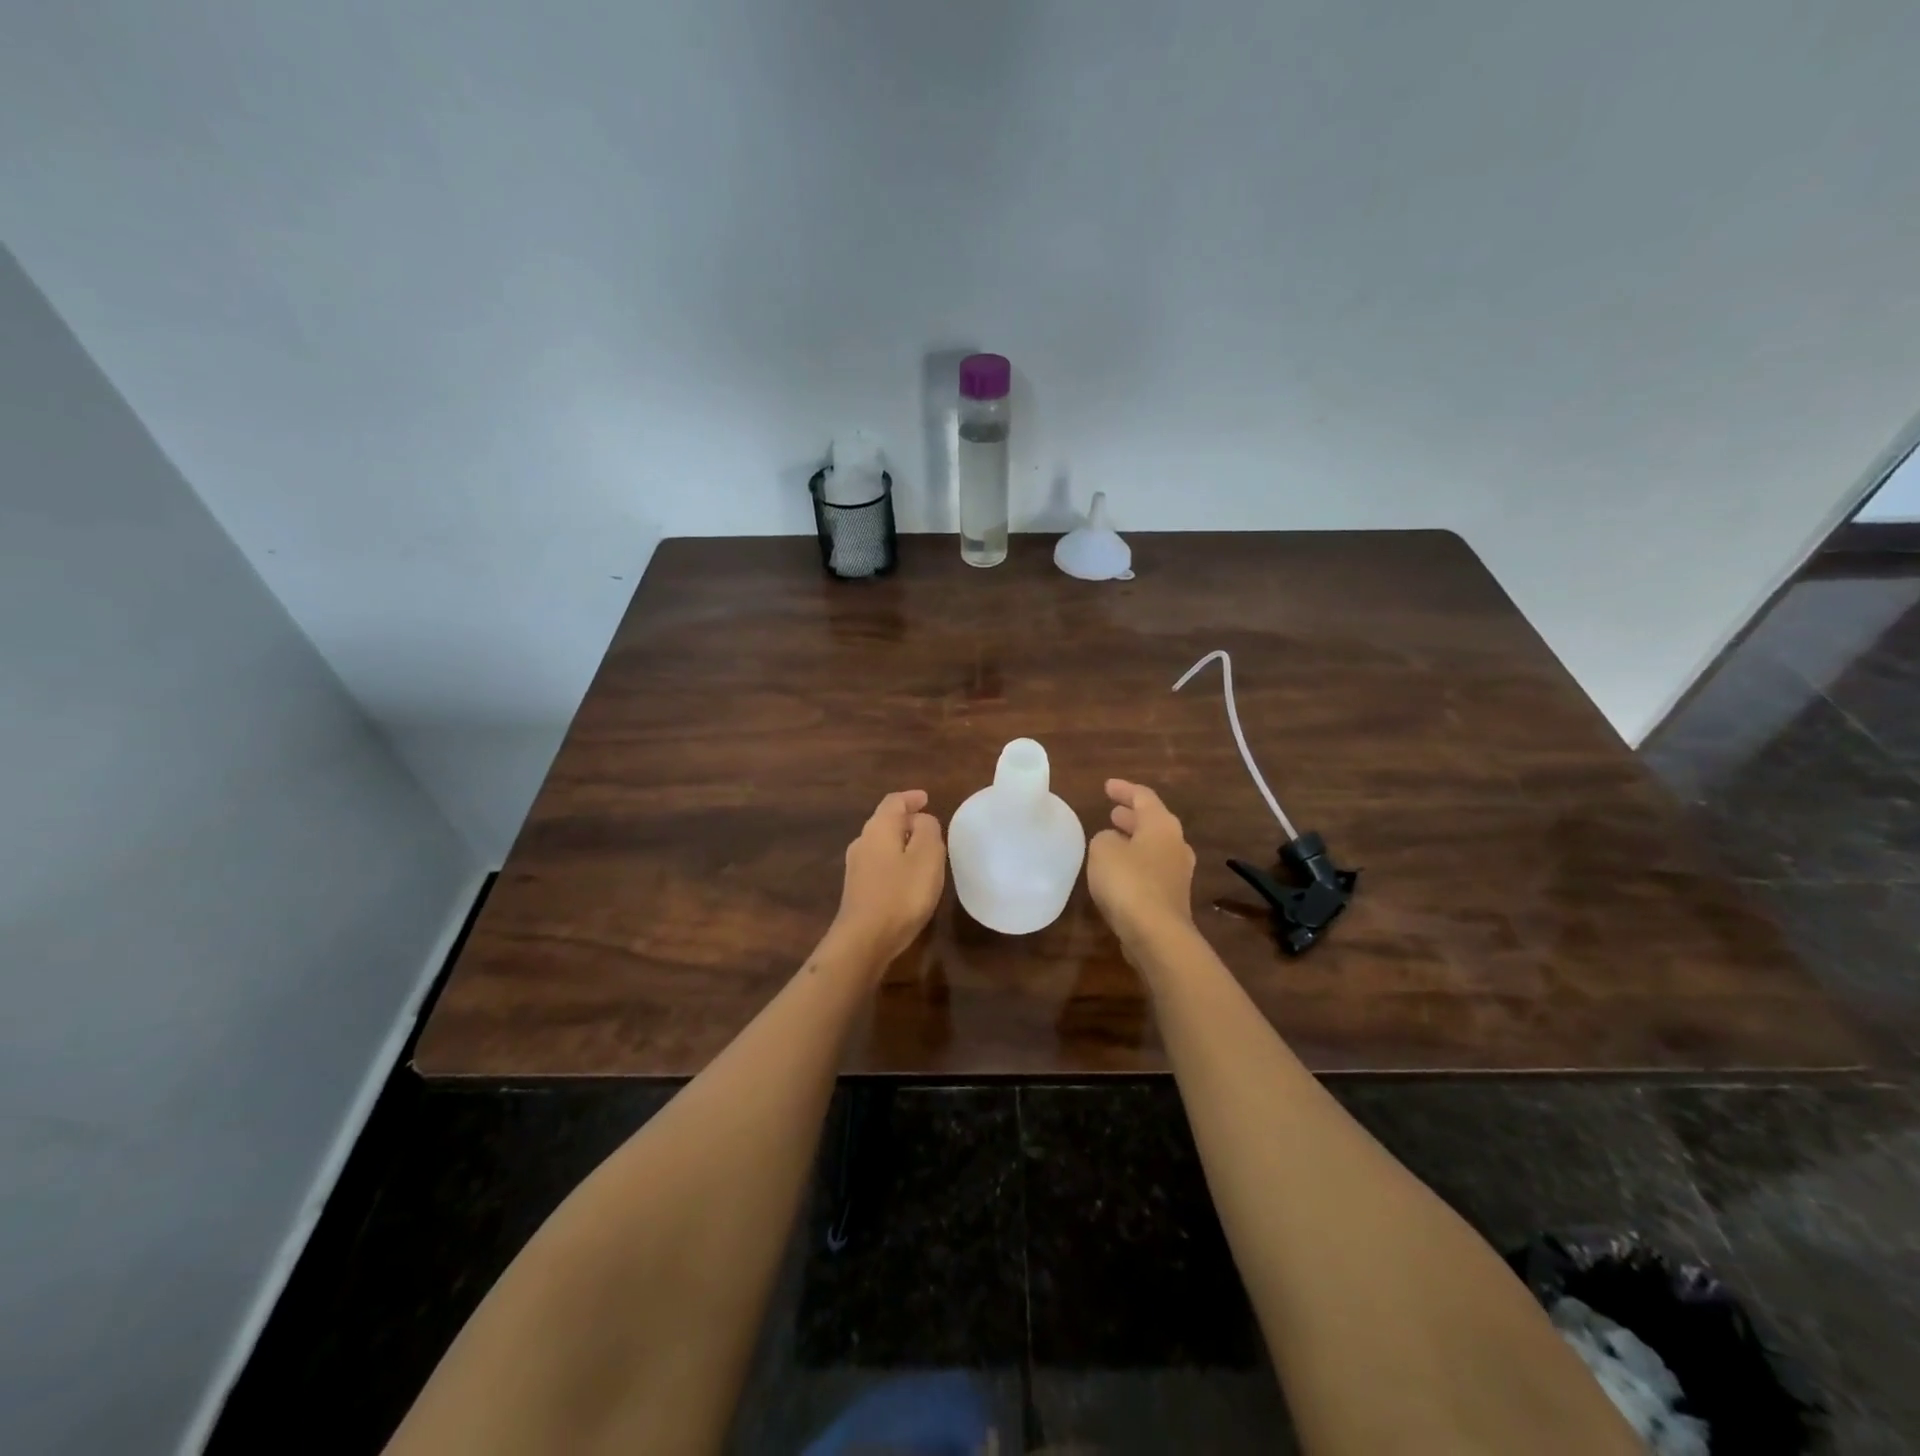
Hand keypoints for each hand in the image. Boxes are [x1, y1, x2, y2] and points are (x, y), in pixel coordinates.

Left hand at [827, 790, 945, 971]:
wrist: (864, 940)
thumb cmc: (901, 894)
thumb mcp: (927, 856)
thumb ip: (928, 830)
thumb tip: (922, 821)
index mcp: (879, 828)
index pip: (894, 802)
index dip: (911, 798)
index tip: (926, 799)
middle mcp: (863, 841)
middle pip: (885, 821)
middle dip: (906, 820)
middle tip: (929, 826)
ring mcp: (856, 867)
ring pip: (881, 843)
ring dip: (900, 841)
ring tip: (922, 850)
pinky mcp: (857, 889)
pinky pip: (879, 863)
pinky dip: (895, 860)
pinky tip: (907, 876)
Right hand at [1087, 779, 1196, 952]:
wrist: (1157, 934)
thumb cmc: (1129, 882)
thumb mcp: (1103, 850)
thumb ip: (1105, 838)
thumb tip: (1113, 842)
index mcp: (1162, 825)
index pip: (1143, 797)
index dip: (1123, 789)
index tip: (1107, 786)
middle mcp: (1176, 844)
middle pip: (1153, 822)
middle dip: (1131, 816)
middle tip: (1113, 812)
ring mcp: (1178, 873)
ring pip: (1153, 846)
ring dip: (1134, 840)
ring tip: (1113, 839)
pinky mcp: (1172, 897)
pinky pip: (1152, 869)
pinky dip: (1136, 863)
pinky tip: (1119, 871)